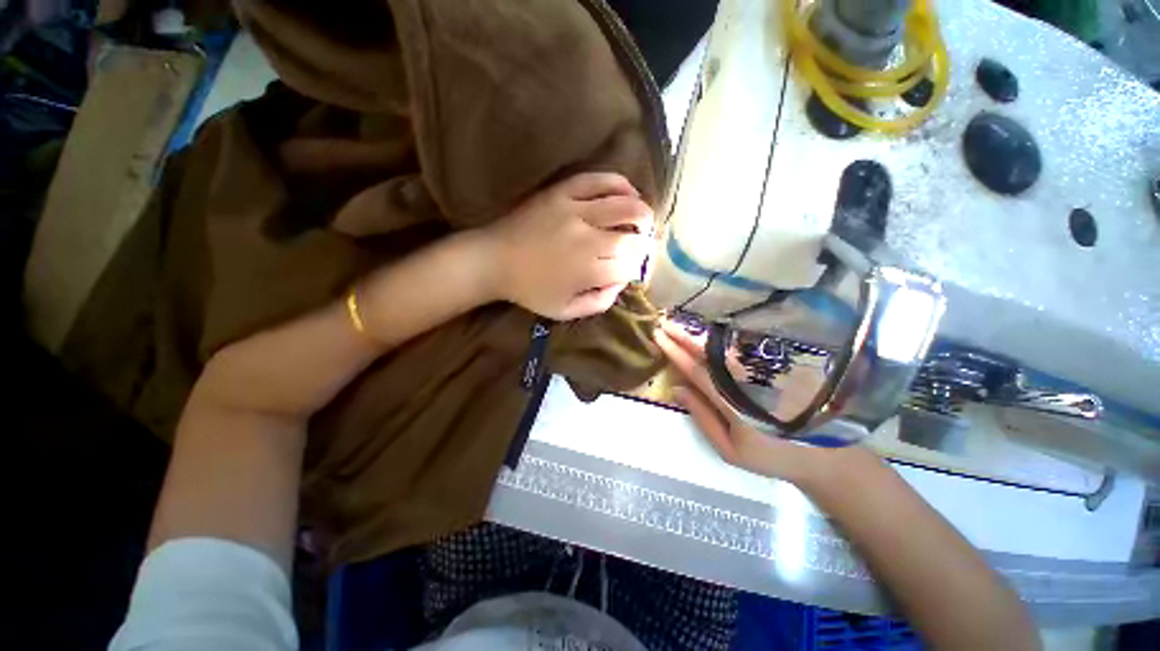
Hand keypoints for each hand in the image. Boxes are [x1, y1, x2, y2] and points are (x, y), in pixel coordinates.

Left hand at [482, 173, 653, 320]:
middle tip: (641, 248)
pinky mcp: (563, 191)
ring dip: (642, 214)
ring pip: (625, 205)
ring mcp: (575, 210)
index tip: (632, 270)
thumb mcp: (565, 311)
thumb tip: (621, 283)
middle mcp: (587, 238)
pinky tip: (628, 193)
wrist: (494, 259)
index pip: (629, 266)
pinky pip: (600, 180)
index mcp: (587, 270)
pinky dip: (621, 185)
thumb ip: (599, 302)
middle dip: (644, 244)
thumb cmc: (530, 289)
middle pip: (633, 237)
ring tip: (642, 222)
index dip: (637, 269)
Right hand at [654, 317, 879, 488]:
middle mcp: (747, 378)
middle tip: (665, 321)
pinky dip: (725, 336)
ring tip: (683, 321)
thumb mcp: (728, 448)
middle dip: (685, 335)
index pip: (696, 369)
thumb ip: (702, 416)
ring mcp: (765, 370)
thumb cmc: (770, 456)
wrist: (823, 456)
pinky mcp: (776, 367)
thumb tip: (677, 387)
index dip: (675, 351)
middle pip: (710, 351)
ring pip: (727, 345)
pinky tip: (712, 329)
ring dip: (702, 332)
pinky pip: (746, 347)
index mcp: (732, 401)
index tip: (659, 336)